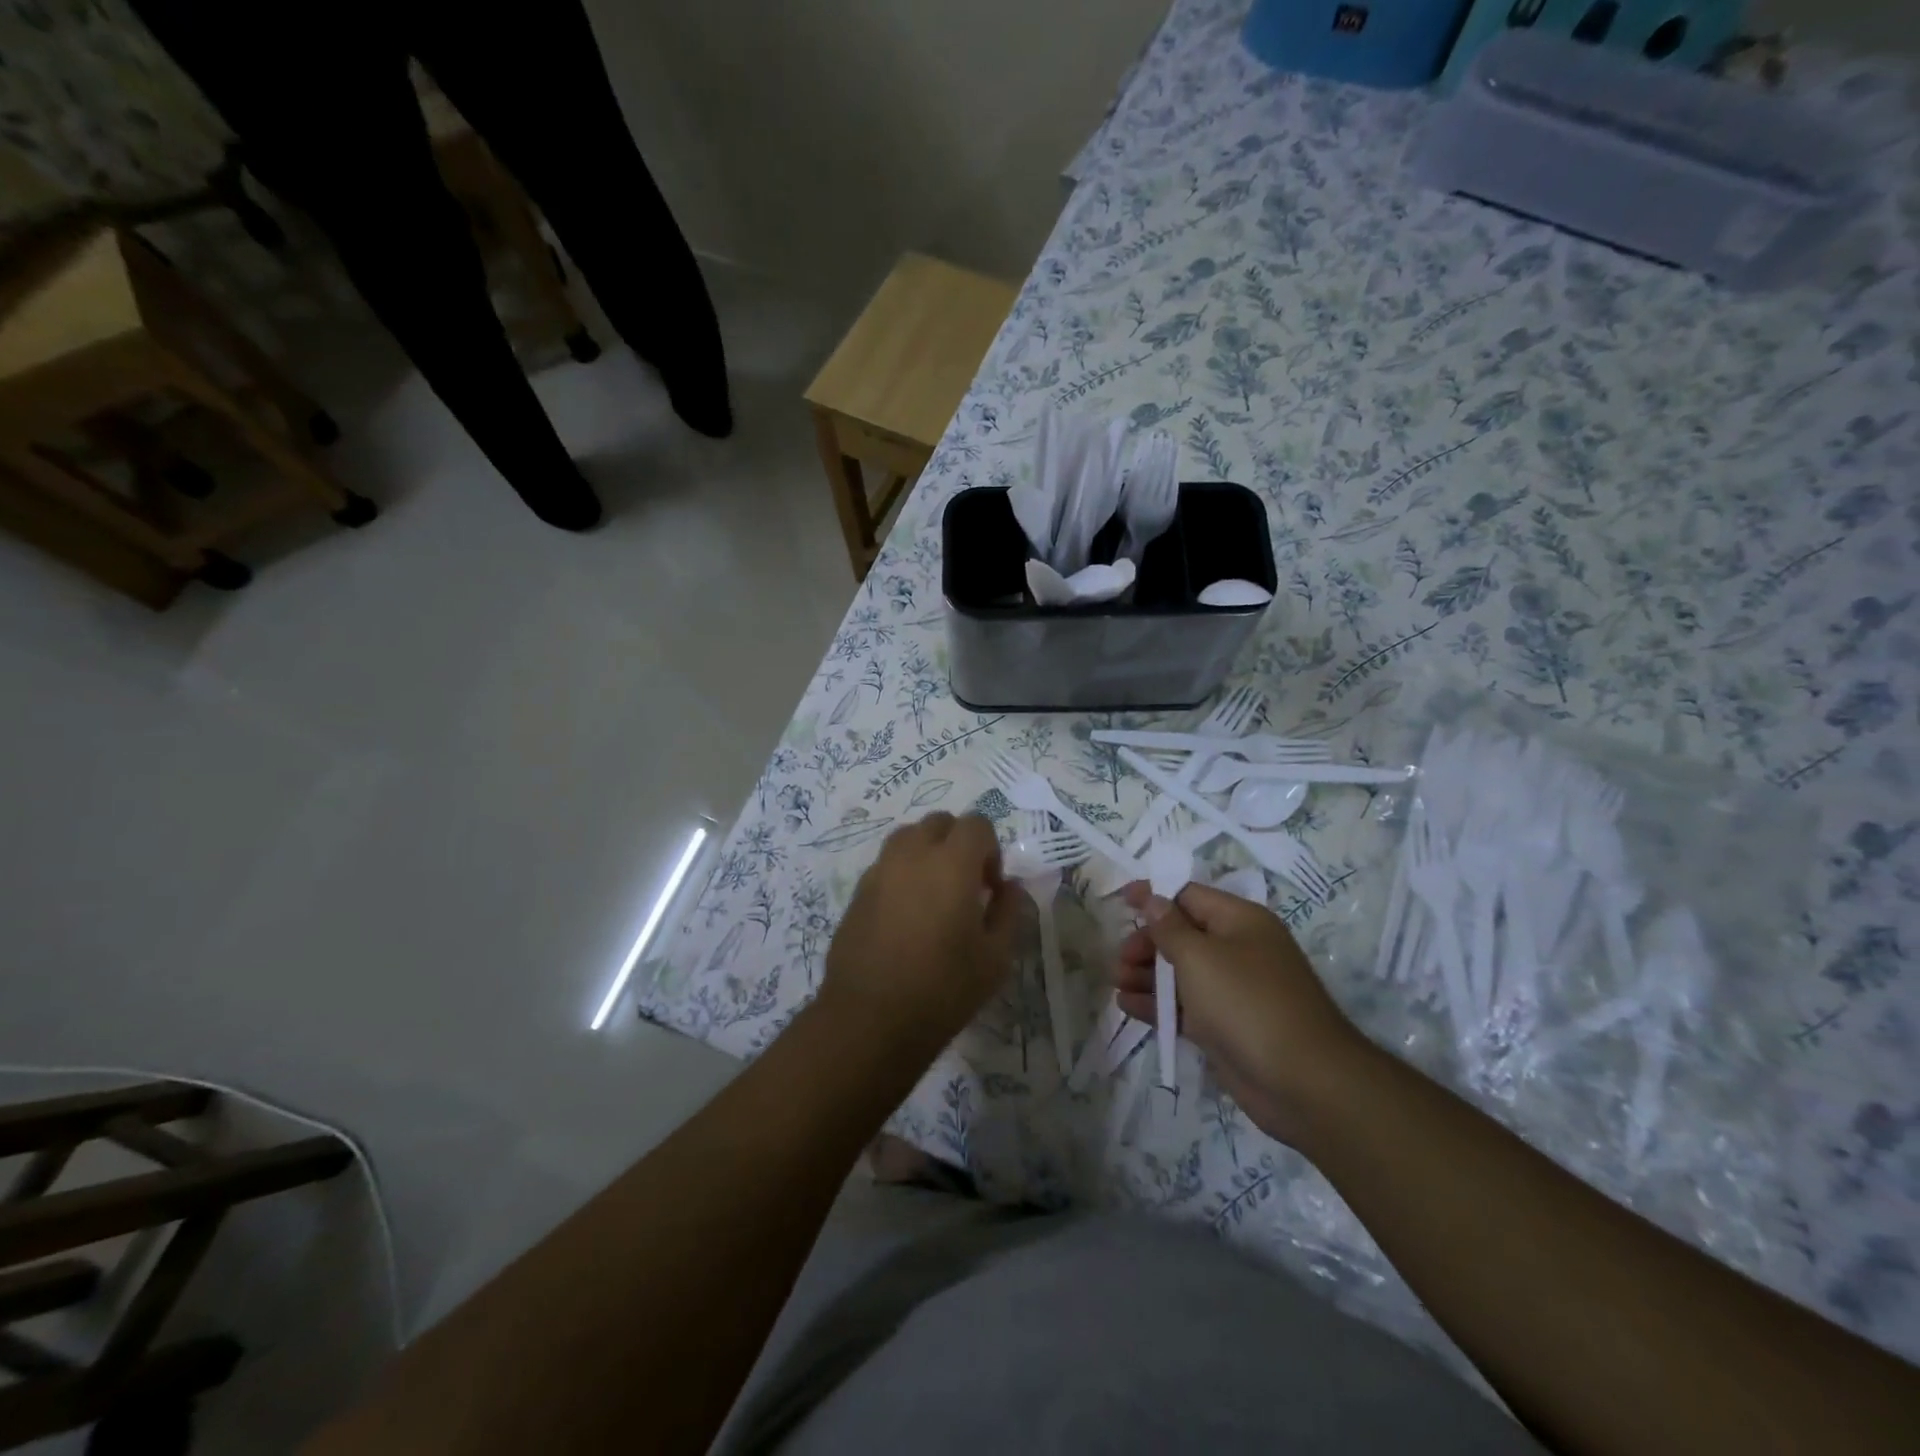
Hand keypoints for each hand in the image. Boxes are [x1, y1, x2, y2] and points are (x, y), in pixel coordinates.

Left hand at [820, 813, 1019, 1048]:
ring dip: (928, 853)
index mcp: (951, 863)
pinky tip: (907, 917)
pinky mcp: (858, 892)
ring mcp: (879, 870)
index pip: (976, 824)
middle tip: (966, 886)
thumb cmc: (943, 989)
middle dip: (958, 843)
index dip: (991, 850)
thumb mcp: (996, 957)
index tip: (991, 888)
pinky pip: (887, 864)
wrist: (870, 1019)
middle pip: (939, 823)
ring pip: (908, 838)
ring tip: (935, 896)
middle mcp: (912, 854)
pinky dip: (903, 874)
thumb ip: (1009, 911)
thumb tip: (1009, 886)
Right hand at [1115, 881, 1371, 1142]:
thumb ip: (1169, 926)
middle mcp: (1238, 949)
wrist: (1303, 1083)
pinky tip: (1128, 1006)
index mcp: (1239, 921)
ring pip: (1181, 972)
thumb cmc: (1247, 1002)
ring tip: (1118, 983)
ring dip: (1147, 974)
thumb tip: (1152, 899)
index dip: (1154, 896)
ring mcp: (1233, 990)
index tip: (1120, 900)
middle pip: (1182, 934)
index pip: (1189, 895)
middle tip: (1120, 959)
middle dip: (1147, 943)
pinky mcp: (1225, 1026)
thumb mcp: (1199, 956)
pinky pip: (1186, 1006)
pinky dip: (1158, 1004)